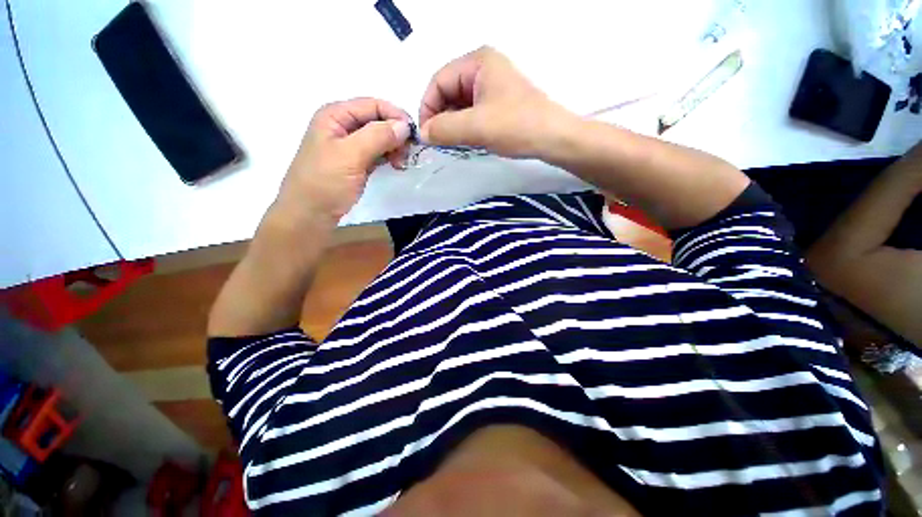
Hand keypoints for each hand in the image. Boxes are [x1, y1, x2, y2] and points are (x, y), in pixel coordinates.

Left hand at [273, 97, 410, 225]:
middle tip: (407, 154)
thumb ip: (377, 136)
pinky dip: (389, 157)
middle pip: (378, 120)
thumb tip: (404, 125)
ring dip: (394, 147)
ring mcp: (350, 145)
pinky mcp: (357, 162)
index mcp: (335, 115)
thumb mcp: (350, 156)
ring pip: (380, 138)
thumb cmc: (325, 182)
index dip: (395, 116)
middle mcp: (343, 126)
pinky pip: (378, 153)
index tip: (413, 137)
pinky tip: (396, 166)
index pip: (372, 105)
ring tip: (401, 163)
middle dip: (396, 134)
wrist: (311, 214)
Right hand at [419, 46, 571, 157]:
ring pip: (460, 105)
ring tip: (452, 144)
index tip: (426, 135)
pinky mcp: (499, 104)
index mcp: (477, 62)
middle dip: (440, 117)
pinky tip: (466, 141)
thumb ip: (444, 129)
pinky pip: (472, 113)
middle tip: (439, 143)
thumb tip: (423, 134)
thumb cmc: (516, 126)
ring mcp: (493, 87)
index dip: (428, 108)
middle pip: (448, 92)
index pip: (438, 81)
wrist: (553, 138)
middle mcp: (484, 69)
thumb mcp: (475, 127)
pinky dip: (465, 127)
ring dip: (452, 125)